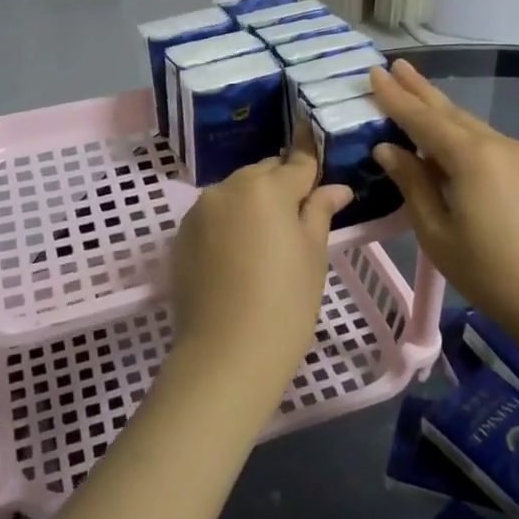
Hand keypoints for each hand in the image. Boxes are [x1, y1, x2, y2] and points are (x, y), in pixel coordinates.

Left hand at [168, 127, 352, 397]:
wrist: (225, 355)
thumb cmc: (285, 304)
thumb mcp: (313, 255)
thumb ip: (320, 211)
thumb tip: (337, 188)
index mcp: (266, 187)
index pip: (298, 163)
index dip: (314, 168)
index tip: (323, 176)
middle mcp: (228, 187)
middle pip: (264, 173)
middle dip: (282, 186)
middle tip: (298, 220)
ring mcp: (199, 210)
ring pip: (236, 192)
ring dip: (253, 203)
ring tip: (266, 241)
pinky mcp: (181, 235)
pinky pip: (214, 215)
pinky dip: (229, 222)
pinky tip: (238, 254)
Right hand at [369, 60, 518, 380]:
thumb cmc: (489, 272)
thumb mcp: (436, 232)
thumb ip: (412, 183)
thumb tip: (388, 149)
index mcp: (470, 157)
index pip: (422, 118)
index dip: (395, 97)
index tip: (374, 73)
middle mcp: (496, 144)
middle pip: (449, 111)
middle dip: (419, 89)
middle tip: (393, 65)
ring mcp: (518, 155)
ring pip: (468, 123)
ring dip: (439, 108)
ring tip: (413, 90)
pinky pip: (484, 139)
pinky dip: (458, 130)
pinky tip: (445, 133)